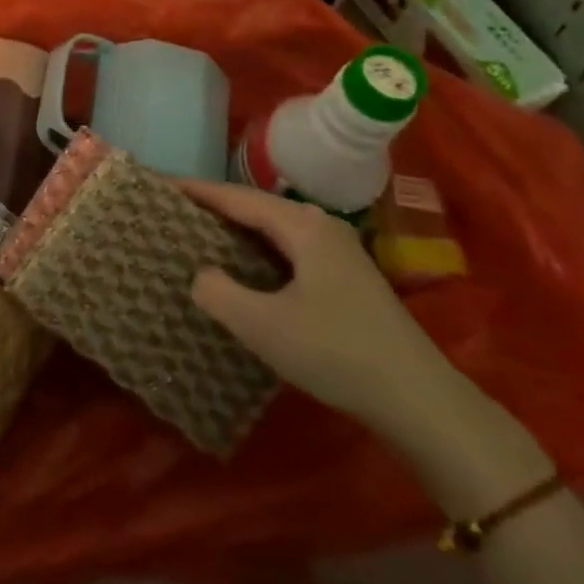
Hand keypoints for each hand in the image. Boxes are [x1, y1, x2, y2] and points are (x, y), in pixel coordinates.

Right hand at [179, 182, 459, 436]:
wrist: (420, 400)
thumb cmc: (337, 353)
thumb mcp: (264, 326)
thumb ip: (219, 293)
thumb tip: (200, 274)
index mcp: (301, 226)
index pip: (237, 197)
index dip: (198, 190)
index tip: (162, 183)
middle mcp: (320, 226)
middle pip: (256, 207)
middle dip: (216, 207)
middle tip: (175, 211)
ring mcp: (339, 251)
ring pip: (275, 229)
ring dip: (239, 231)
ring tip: (201, 235)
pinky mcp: (347, 278)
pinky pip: (290, 249)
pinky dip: (260, 251)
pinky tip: (247, 270)